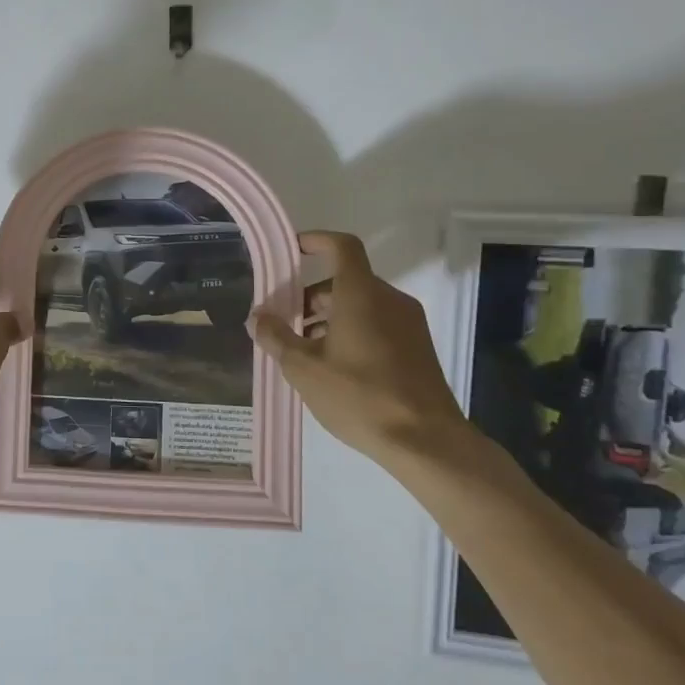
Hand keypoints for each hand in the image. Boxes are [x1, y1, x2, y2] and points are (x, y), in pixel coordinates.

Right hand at [249, 231, 481, 466]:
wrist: (426, 442)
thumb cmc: (360, 396)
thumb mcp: (304, 369)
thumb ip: (276, 337)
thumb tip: (257, 317)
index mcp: (361, 294)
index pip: (341, 247)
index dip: (316, 241)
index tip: (292, 250)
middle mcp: (389, 299)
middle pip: (345, 281)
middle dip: (309, 296)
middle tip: (283, 321)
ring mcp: (408, 324)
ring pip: (361, 304)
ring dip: (329, 317)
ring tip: (302, 350)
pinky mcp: (417, 347)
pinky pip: (377, 323)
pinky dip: (351, 331)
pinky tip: (333, 366)